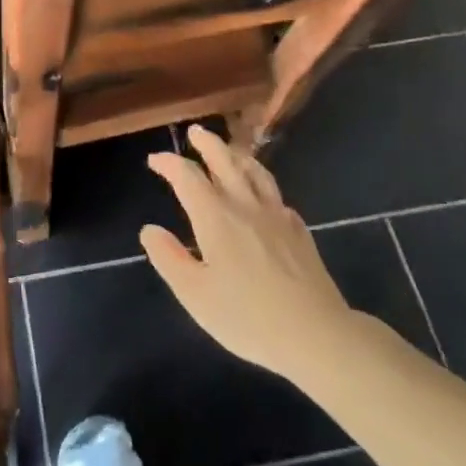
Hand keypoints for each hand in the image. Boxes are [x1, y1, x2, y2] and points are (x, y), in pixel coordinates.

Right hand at [142, 125, 354, 380]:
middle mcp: (245, 205)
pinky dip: (262, 185)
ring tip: (229, 150)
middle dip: (207, 143)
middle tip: (195, 131)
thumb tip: (150, 230)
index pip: (187, 177)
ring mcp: (276, 215)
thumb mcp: (195, 294)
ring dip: (237, 154)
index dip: (169, 163)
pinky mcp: (298, 230)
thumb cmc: (247, 317)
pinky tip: (263, 196)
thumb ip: (169, 258)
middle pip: (225, 160)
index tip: (155, 160)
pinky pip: (276, 195)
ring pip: (255, 171)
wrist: (315, 333)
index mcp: (215, 217)